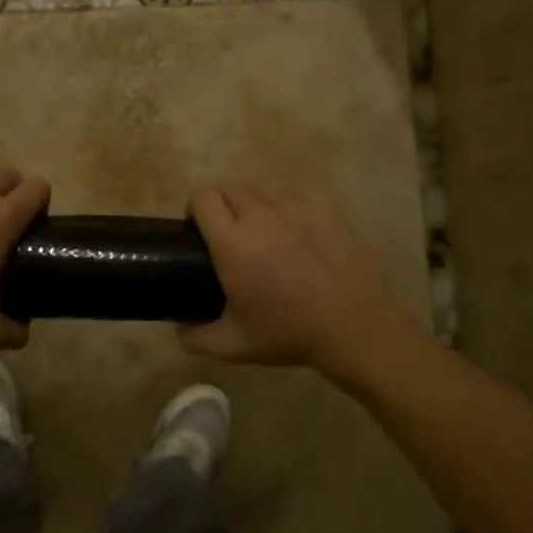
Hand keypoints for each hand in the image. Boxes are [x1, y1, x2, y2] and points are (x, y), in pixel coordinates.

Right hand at [180, 185, 415, 372]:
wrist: (355, 326)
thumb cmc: (289, 332)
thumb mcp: (234, 345)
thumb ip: (196, 338)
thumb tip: (178, 331)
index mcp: (232, 241)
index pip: (202, 197)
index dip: (195, 208)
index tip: (199, 229)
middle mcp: (261, 214)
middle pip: (229, 188)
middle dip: (222, 205)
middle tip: (230, 235)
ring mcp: (296, 206)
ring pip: (263, 192)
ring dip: (256, 208)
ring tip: (267, 236)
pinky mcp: (325, 208)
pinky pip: (296, 199)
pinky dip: (289, 212)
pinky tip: (300, 238)